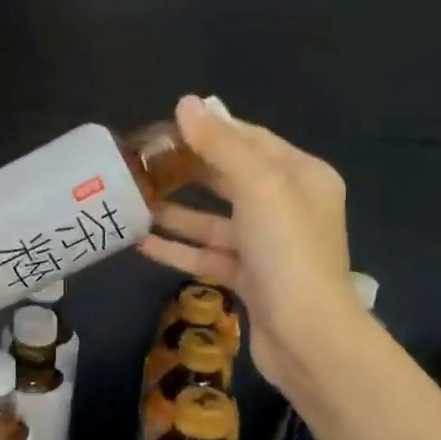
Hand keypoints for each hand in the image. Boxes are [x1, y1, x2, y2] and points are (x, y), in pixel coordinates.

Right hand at [137, 95, 358, 385]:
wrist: (307, 335)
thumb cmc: (287, 251)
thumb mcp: (257, 187)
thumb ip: (220, 145)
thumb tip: (186, 103)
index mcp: (300, 176)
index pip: (250, 140)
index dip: (209, 130)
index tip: (164, 127)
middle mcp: (287, 206)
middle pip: (230, 179)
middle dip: (187, 172)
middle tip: (142, 164)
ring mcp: (267, 246)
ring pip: (214, 221)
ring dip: (176, 213)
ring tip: (133, 202)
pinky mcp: (249, 278)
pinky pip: (208, 255)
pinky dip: (178, 248)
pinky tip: (140, 241)